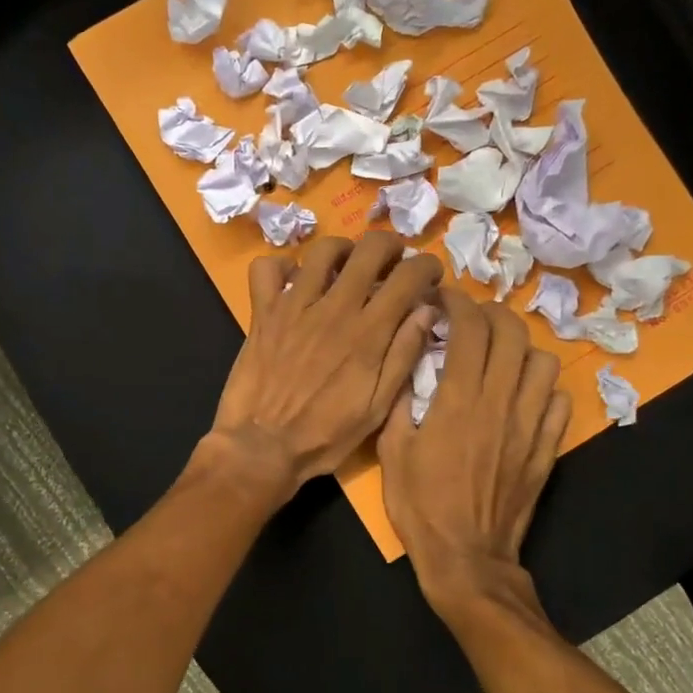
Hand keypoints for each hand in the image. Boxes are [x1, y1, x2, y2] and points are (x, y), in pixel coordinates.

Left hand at [207, 231, 443, 498]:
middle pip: (369, 249)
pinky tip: (295, 281)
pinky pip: (267, 268)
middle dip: (390, 245)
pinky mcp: (263, 312)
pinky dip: (282, 266)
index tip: (429, 275)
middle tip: (393, 261)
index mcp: (369, 333)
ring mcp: (295, 306)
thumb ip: (403, 355)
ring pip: (323, 250)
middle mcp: (334, 309)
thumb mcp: (377, 408)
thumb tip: (426, 310)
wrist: (262, 447)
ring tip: (348, 266)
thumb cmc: (325, 435)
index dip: (426, 266)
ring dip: (343, 250)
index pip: (408, 277)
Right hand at [378, 287, 570, 617]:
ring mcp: (530, 425)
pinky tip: (523, 394)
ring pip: (543, 362)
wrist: (467, 558)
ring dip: (521, 348)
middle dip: (493, 314)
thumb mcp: (391, 451)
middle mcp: (500, 402)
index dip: (458, 303)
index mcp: (459, 400)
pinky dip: (542, 386)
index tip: (444, 299)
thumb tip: (408, 362)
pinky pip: (559, 400)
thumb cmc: (420, 506)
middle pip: (513, 333)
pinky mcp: (547, 448)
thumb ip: (399, 401)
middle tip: (473, 319)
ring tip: (500, 356)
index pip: (470, 329)